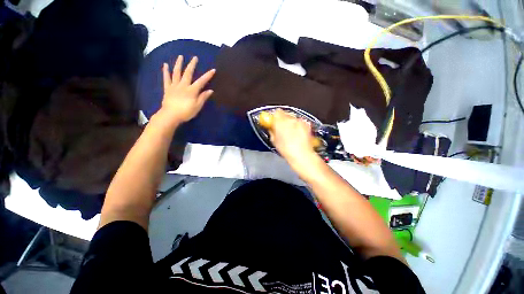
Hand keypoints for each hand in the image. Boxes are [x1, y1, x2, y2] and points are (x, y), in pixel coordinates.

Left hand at [158, 55, 215, 124]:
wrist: (171, 115)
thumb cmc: (186, 112)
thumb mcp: (197, 106)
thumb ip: (203, 97)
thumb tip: (210, 90)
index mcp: (192, 90)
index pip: (201, 81)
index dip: (208, 75)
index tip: (213, 70)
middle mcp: (183, 85)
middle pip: (188, 73)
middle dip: (192, 65)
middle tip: (195, 58)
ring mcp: (174, 86)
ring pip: (177, 73)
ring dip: (179, 64)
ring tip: (180, 56)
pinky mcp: (167, 88)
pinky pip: (166, 78)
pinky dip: (166, 71)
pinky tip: (165, 65)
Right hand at [269, 109, 317, 167]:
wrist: (301, 154)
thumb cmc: (286, 149)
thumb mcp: (274, 141)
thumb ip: (272, 131)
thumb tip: (271, 128)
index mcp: (280, 121)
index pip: (277, 112)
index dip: (276, 117)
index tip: (275, 122)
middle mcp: (290, 119)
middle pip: (285, 114)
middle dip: (283, 120)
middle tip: (282, 128)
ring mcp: (299, 121)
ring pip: (293, 118)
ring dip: (291, 123)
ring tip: (292, 134)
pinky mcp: (307, 124)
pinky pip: (300, 122)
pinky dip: (299, 126)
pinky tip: (298, 135)